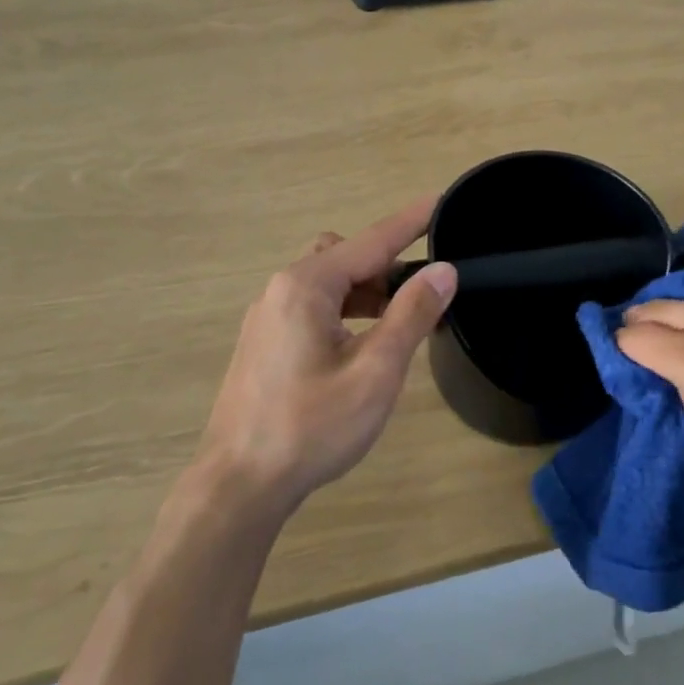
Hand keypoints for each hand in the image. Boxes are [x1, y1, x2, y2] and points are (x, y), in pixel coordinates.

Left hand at [195, 197, 457, 516]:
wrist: (240, 484)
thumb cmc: (312, 427)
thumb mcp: (375, 371)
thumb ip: (411, 315)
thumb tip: (443, 271)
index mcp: (306, 287)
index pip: (371, 241)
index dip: (410, 222)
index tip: (441, 200)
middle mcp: (280, 290)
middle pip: (344, 257)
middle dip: (386, 265)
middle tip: (422, 295)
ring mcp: (267, 318)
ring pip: (326, 283)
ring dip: (365, 291)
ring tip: (397, 324)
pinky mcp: (264, 344)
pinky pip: (311, 307)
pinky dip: (343, 311)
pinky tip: (360, 346)